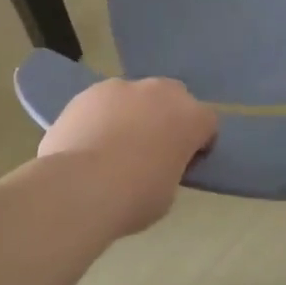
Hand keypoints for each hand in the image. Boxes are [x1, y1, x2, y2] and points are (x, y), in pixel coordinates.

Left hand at [38, 79, 217, 233]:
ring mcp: (122, 87)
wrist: (78, 187)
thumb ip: (170, 166)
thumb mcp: (168, 191)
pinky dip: (102, 115)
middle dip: (167, 116)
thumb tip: (156, 162)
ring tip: (113, 144)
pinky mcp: (89, 92)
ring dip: (133, 113)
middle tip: (152, 148)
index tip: (184, 162)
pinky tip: (88, 141)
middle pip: (173, 97)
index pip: (207, 123)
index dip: (198, 143)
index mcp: (190, 117)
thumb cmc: (134, 197)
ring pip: (135, 96)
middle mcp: (160, 92)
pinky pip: (104, 101)